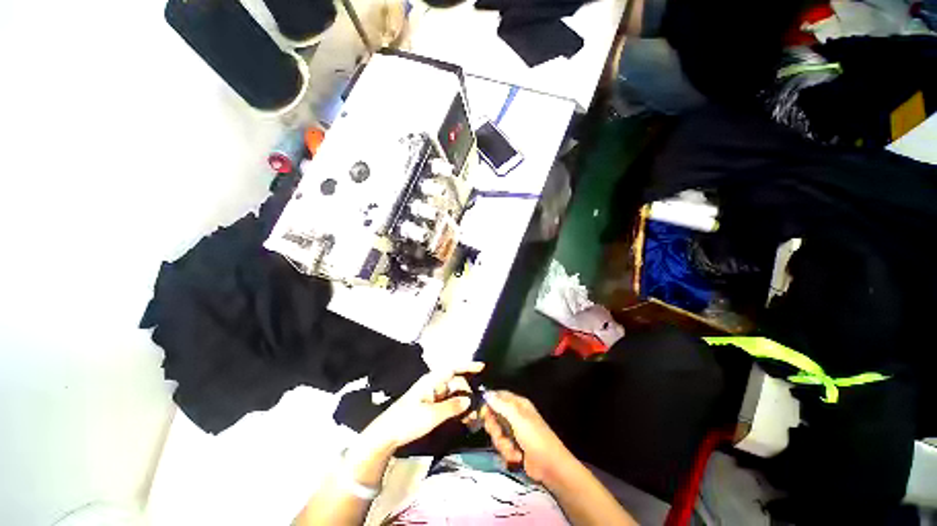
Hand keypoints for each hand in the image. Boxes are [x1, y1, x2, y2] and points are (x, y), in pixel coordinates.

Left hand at [360, 362, 484, 450]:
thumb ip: (452, 407)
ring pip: (454, 395)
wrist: (387, 435)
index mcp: (432, 381)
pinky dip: (458, 410)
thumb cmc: (407, 421)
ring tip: (474, 418)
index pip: (453, 369)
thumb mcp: (431, 415)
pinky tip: (465, 420)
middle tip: (479, 410)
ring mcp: (433, 395)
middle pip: (456, 383)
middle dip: (469, 394)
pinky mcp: (432, 406)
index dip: (468, 366)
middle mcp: (434, 385)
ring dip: (464, 404)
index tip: (483, 367)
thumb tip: (469, 400)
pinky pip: (449, 404)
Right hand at [480, 390, 572, 482]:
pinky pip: (501, 446)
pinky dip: (507, 452)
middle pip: (494, 415)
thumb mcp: (518, 419)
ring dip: (502, 443)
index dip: (489, 402)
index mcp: (518, 404)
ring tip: (512, 449)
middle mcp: (515, 415)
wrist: (550, 467)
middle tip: (500, 434)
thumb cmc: (535, 438)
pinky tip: (516, 457)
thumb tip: (486, 394)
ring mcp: (514, 432)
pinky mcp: (513, 446)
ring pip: (496, 433)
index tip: (483, 412)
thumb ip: (501, 405)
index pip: (498, 396)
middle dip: (495, 428)